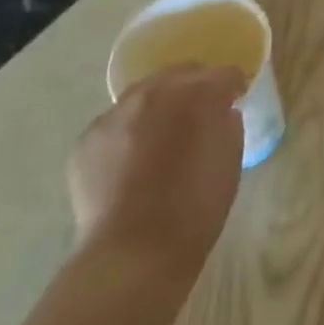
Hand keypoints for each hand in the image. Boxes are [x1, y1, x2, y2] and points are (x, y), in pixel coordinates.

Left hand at [69, 64, 244, 281]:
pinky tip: (136, 159)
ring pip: (144, 95)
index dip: (233, 88)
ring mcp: (114, 115)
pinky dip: (130, 131)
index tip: (237, 102)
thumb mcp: (230, 156)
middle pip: (180, 74)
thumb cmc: (197, 203)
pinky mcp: (87, 140)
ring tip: (165, 136)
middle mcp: (152, 93)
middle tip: (203, 114)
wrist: (135, 250)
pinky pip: (117, 123)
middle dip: (195, 87)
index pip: (223, 74)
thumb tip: (220, 114)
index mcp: (197, 94)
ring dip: (160, 106)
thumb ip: (226, 122)